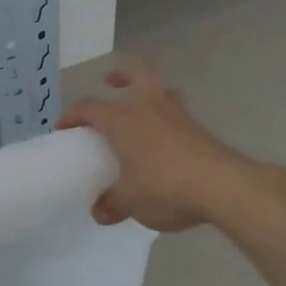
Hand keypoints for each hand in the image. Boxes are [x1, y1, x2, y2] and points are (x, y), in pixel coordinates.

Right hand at [58, 57, 266, 230]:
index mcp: (122, 119)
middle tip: (111, 83)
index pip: (89, 107)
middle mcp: (149, 107)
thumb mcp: (130, 201)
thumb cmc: (164, 186)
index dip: (72, 116)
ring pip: (162, 91)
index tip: (62, 128)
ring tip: (140, 115)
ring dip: (149, 96)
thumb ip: (112, 204)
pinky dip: (166, 122)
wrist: (223, 186)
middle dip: (122, 75)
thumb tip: (100, 212)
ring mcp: (178, 116)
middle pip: (136, 73)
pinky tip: (163, 145)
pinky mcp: (200, 130)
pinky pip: (177, 116)